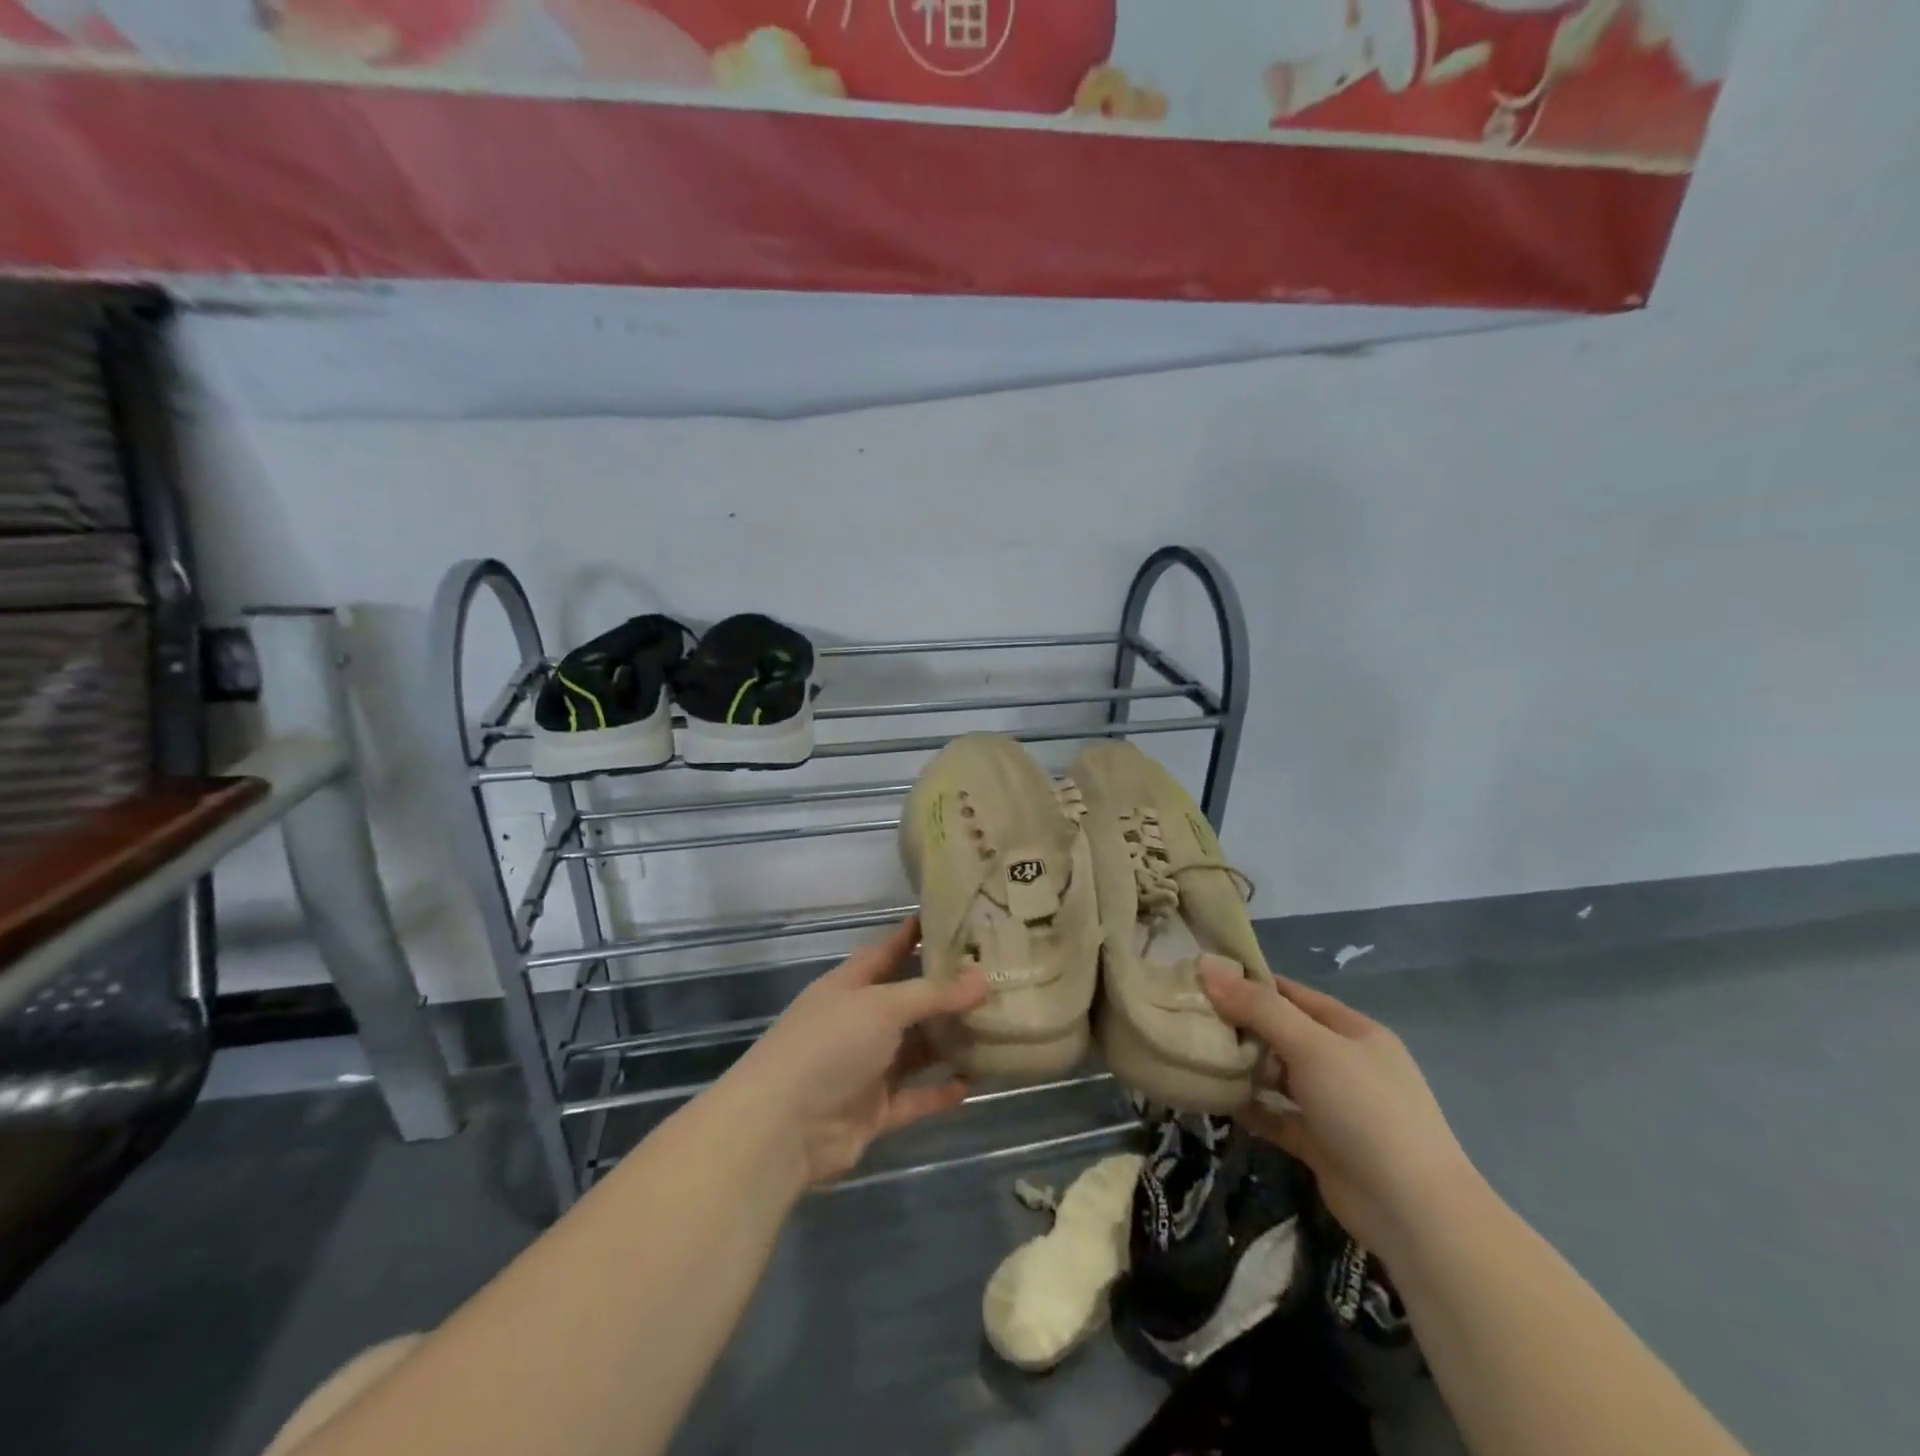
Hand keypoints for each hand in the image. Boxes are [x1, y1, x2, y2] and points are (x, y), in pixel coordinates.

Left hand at [731, 917, 986, 1185]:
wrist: (782, 1128)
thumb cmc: (829, 1046)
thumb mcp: (882, 1006)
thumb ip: (933, 994)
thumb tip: (983, 978)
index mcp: (851, 985)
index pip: (889, 950)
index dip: (917, 935)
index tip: (957, 920)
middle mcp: (860, 1021)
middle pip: (909, 1001)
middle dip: (947, 992)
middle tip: (996, 977)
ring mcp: (867, 1067)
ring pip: (917, 1049)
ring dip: (950, 1041)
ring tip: (997, 1026)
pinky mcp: (874, 1110)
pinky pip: (916, 1096)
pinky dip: (941, 1090)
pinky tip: (974, 1080)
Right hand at [1200, 967, 1480, 1258]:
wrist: (1413, 1213)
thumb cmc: (1365, 1110)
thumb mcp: (1311, 1046)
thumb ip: (1258, 1007)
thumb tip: (1208, 966)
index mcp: (1353, 1031)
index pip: (1293, 994)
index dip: (1250, 984)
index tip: (1203, 980)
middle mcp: (1344, 1063)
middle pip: (1283, 1034)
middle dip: (1241, 1026)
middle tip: (1190, 1018)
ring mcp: (1334, 1106)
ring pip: (1279, 1076)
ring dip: (1244, 1067)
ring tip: (1197, 1055)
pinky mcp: (1321, 1144)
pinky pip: (1278, 1116)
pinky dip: (1252, 1108)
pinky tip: (1217, 1099)